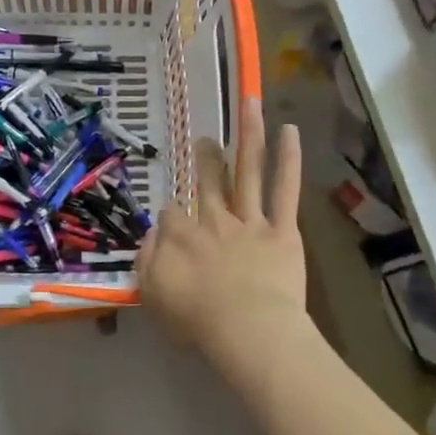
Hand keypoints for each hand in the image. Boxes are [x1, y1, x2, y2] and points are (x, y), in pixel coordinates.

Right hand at [137, 98, 307, 375]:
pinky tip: (289, 131)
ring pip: (247, 171)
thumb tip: (152, 234)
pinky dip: (288, 160)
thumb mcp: (152, 294)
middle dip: (206, 159)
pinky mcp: (282, 230)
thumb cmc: (198, 319)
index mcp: (181, 235)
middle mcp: (214, 219)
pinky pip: (284, 190)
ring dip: (248, 135)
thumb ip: (147, 259)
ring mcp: (250, 220)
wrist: (248, 330)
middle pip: (208, 181)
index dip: (171, 216)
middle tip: (205, 141)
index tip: (173, 225)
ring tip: (249, 104)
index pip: (171, 212)